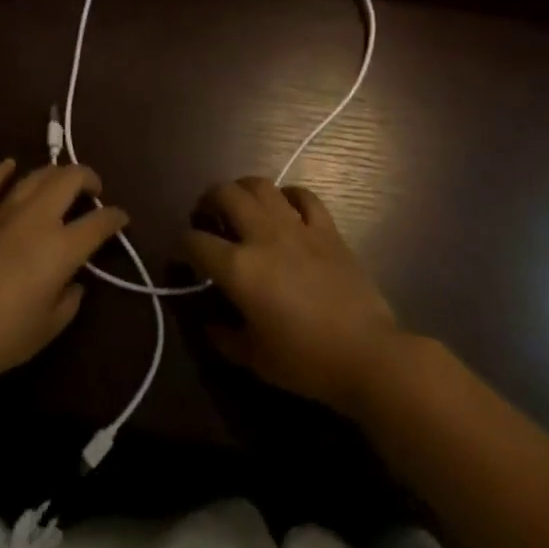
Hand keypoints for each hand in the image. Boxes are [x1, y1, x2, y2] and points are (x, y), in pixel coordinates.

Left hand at [0, 160, 127, 395]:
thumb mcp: (46, 330)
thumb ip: (68, 301)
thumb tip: (73, 283)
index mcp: (60, 248)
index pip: (99, 222)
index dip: (115, 217)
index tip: (121, 219)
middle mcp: (35, 219)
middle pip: (69, 180)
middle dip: (88, 178)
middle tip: (94, 191)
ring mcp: (1, 213)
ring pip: (35, 176)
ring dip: (54, 173)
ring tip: (62, 183)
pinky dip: (2, 171)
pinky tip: (10, 166)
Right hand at [185, 176, 403, 414]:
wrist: (366, 354)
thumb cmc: (305, 362)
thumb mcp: (254, 358)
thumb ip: (225, 336)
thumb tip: (211, 322)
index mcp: (239, 268)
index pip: (195, 242)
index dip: (182, 245)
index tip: (184, 255)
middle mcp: (263, 236)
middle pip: (225, 194)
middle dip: (208, 200)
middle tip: (208, 216)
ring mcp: (297, 227)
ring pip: (261, 185)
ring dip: (243, 189)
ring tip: (241, 205)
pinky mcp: (326, 229)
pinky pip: (304, 196)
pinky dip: (288, 195)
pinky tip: (285, 207)